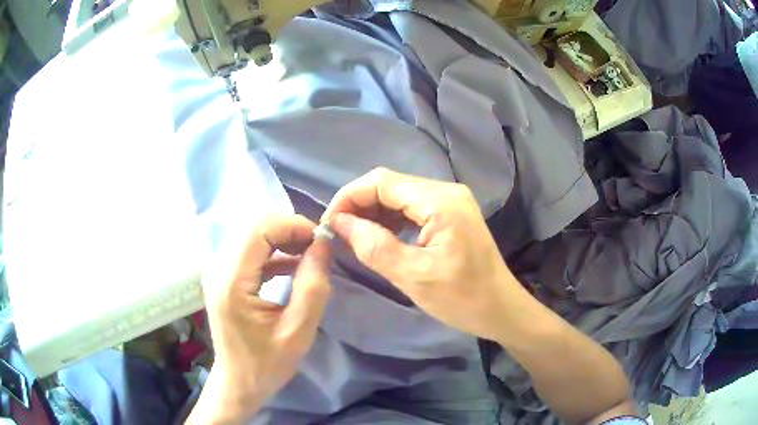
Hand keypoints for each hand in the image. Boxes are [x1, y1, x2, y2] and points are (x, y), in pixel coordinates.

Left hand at [187, 215, 331, 423]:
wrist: (238, 381)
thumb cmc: (267, 363)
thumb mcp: (298, 330)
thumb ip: (313, 286)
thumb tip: (323, 244)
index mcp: (231, 281)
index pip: (260, 229)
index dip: (293, 226)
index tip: (321, 241)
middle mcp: (218, 267)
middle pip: (255, 227)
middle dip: (290, 230)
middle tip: (318, 248)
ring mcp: (218, 270)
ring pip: (253, 235)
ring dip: (283, 240)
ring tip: (310, 256)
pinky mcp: (223, 276)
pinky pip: (250, 251)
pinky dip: (274, 252)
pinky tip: (294, 266)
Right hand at [322, 168, 523, 340]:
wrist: (501, 309)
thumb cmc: (463, 299)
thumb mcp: (413, 277)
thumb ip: (373, 246)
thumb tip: (339, 223)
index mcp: (440, 201)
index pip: (381, 181)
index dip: (349, 197)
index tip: (329, 224)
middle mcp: (446, 191)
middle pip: (390, 185)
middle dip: (359, 205)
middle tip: (339, 234)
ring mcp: (451, 201)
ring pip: (399, 195)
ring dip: (373, 213)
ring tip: (354, 237)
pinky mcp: (451, 213)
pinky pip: (412, 207)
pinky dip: (391, 219)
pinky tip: (378, 237)